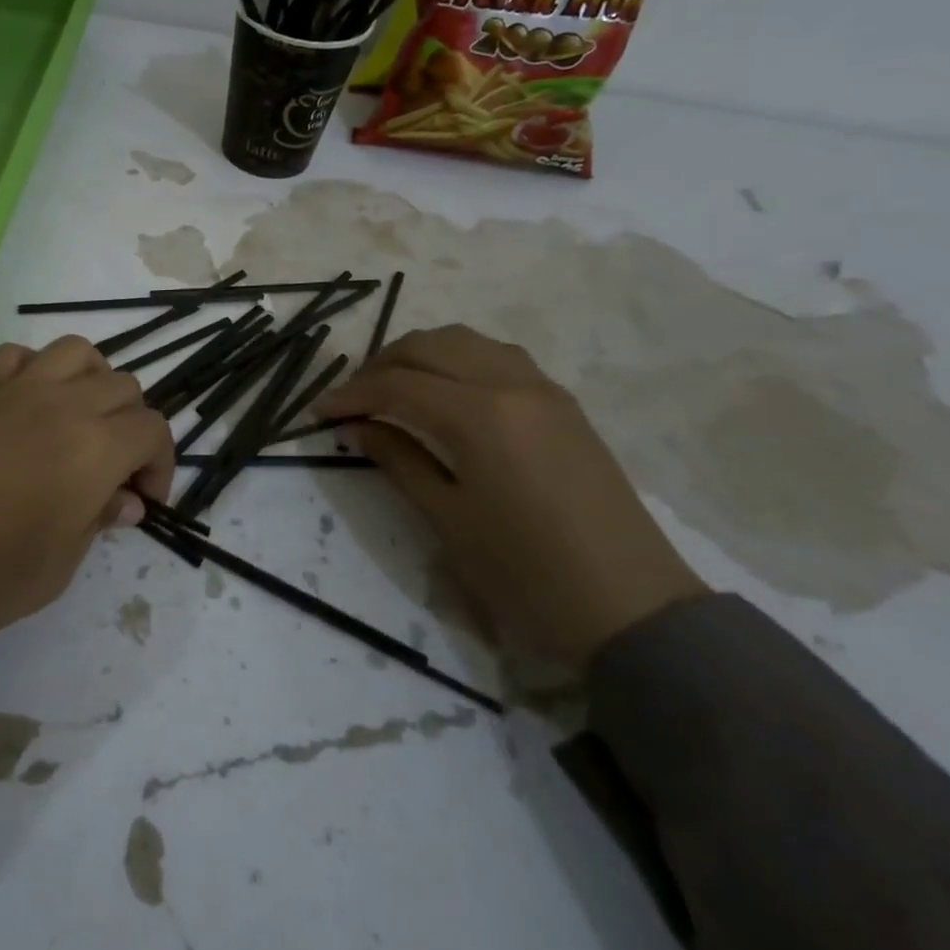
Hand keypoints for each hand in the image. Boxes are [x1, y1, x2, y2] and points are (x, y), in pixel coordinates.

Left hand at [0, 337, 174, 650]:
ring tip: (81, 423)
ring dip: (94, 383)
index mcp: (93, 449)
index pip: (152, 430)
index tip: (141, 502)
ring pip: (78, 353)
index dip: (161, 465)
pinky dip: (37, 370)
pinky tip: (27, 405)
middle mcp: (62, 404)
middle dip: (132, 428)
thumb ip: (97, 523)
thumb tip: (123, 500)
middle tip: (113, 473)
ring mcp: (14, 390)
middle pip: (123, 387)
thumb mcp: (54, 570)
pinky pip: (18, 355)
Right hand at [315, 325, 704, 666]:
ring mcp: (543, 389)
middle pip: (429, 346)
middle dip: (380, 364)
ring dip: (420, 354)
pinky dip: (459, 360)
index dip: (351, 394)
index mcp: (479, 415)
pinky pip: (498, 357)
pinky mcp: (563, 404)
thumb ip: (397, 459)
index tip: (318, 412)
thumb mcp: (447, 518)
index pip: (397, 385)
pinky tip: (445, 391)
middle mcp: (511, 384)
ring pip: (466, 341)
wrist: (630, 608)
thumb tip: (356, 426)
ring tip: (393, 387)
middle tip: (351, 398)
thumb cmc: (525, 573)